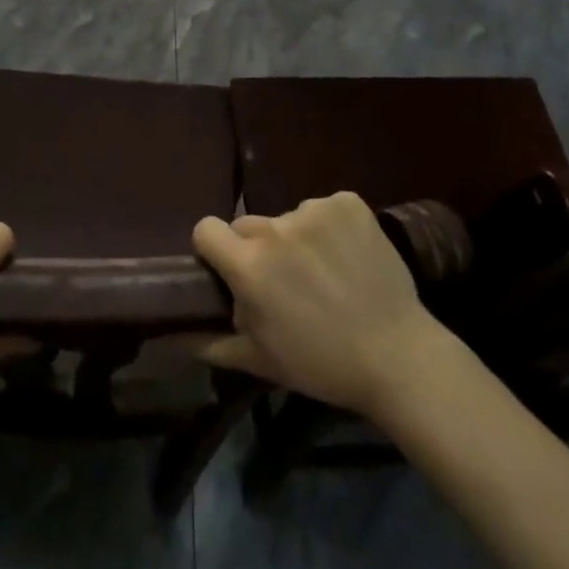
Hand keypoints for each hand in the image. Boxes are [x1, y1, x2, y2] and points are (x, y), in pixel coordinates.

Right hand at [192, 192, 460, 419]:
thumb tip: (170, 336)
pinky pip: (324, 208)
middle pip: (248, 224)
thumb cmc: (322, 364)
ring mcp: (314, 211)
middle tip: (284, 281)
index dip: (213, 248)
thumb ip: (210, 343)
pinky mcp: (348, 204)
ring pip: (288, 218)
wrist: (399, 356)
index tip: (229, 268)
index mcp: (248, 265)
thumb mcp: (260, 361)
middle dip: (257, 248)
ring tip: (324, 273)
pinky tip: (348, 255)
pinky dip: (331, 226)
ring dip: (296, 239)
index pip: (206, 229)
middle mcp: (275, 229)